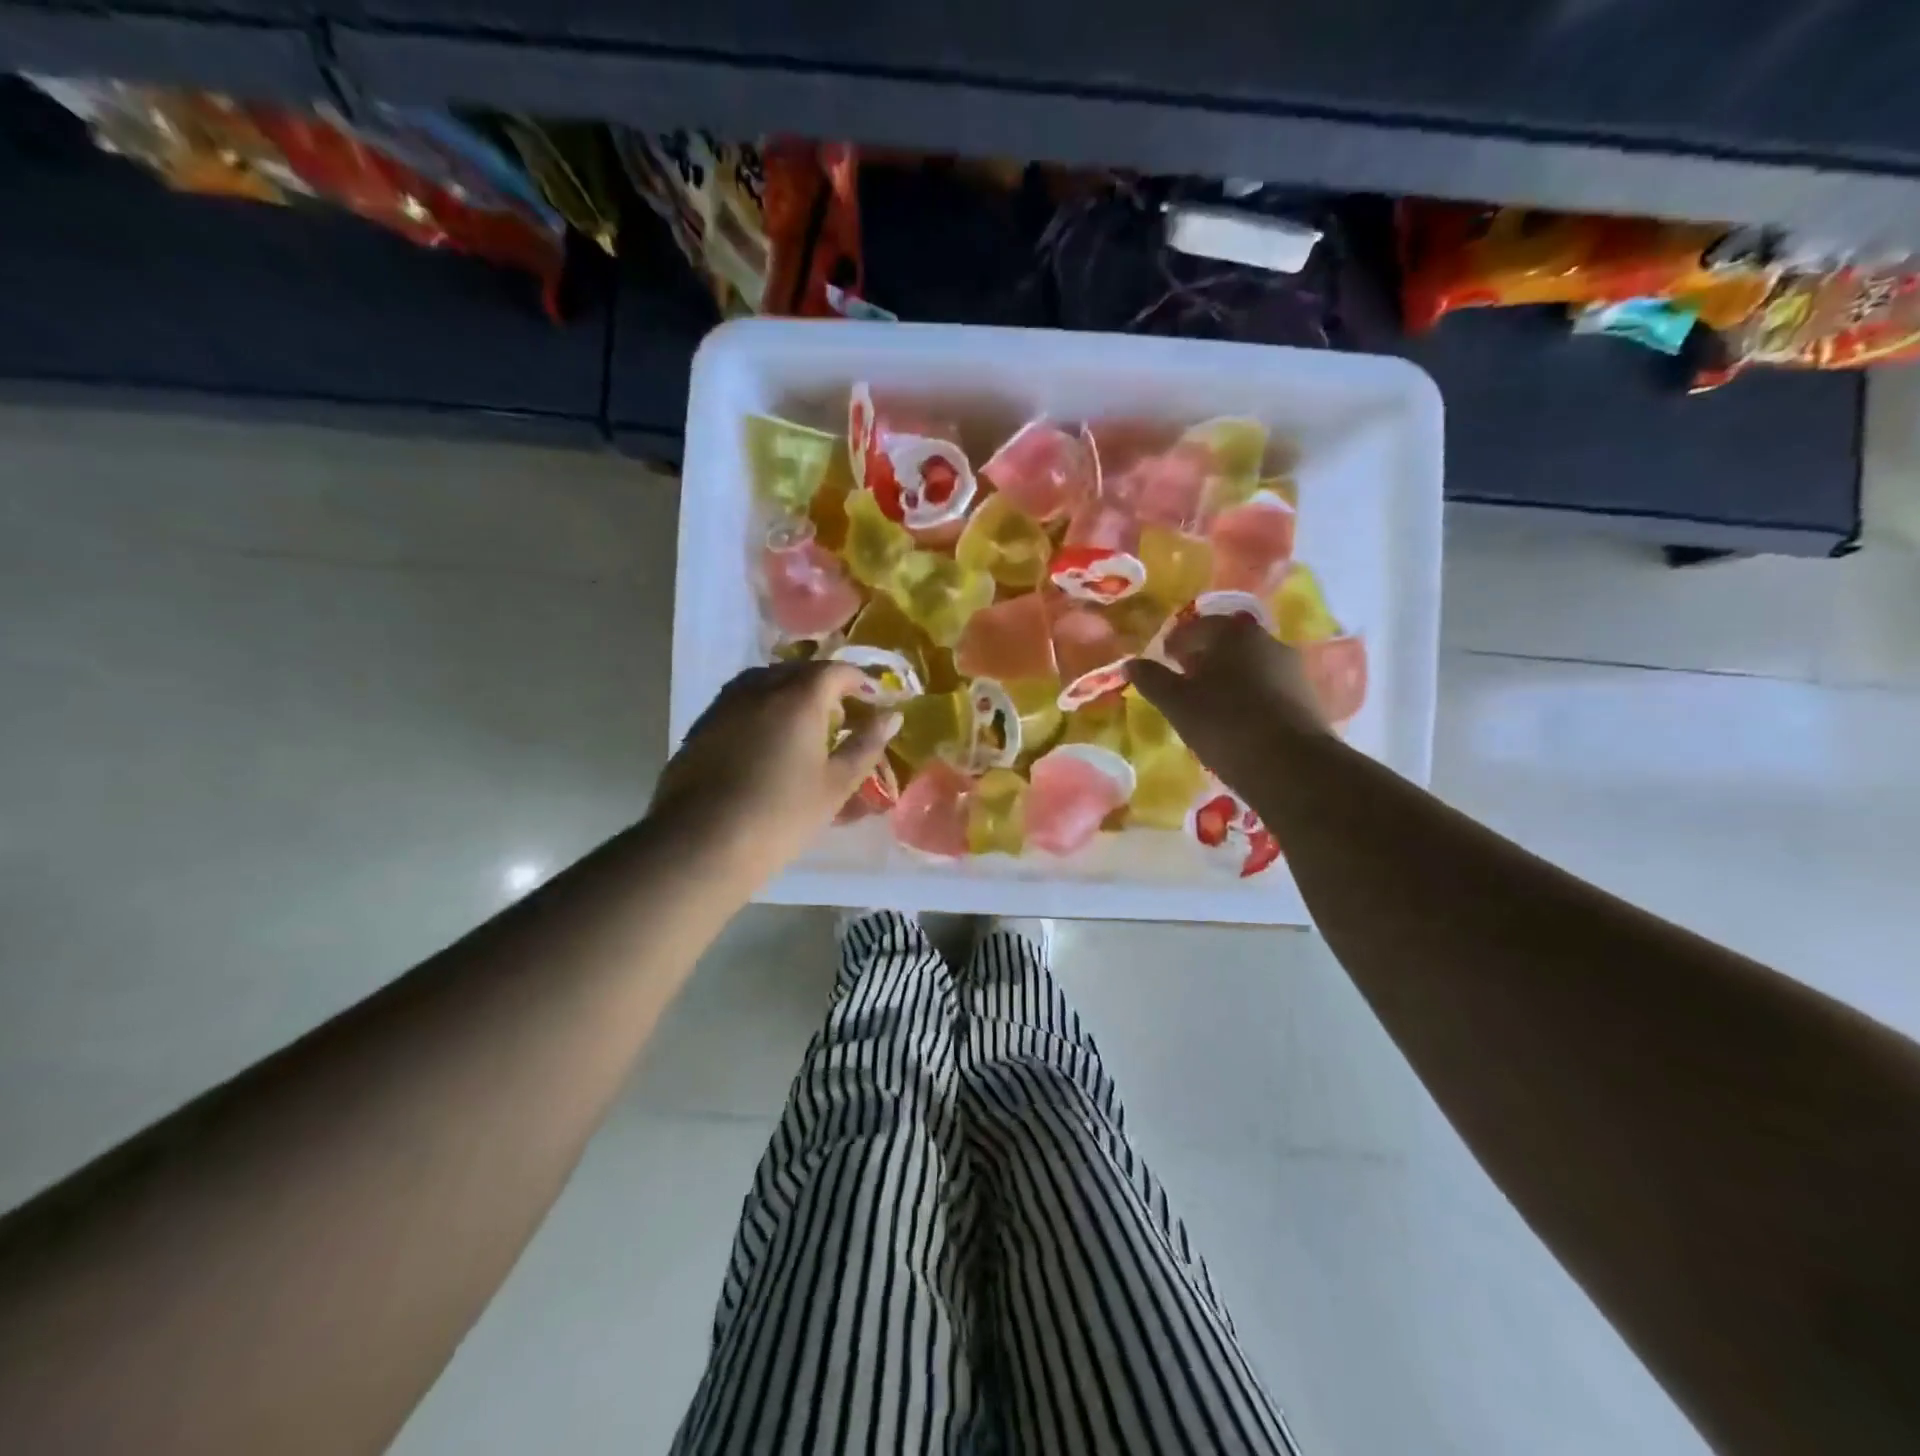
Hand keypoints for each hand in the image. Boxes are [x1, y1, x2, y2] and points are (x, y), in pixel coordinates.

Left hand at [648, 662, 898, 889]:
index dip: (858, 680)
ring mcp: (725, 705)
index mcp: (799, 698)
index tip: (872, 697)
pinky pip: (740, 702)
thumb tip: (892, 717)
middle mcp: (760, 689)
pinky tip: (764, 741)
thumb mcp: (835, 785)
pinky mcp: (701, 726)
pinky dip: (761, 708)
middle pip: (797, 671)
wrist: (702, 842)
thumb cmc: (781, 815)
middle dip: (824, 684)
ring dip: (789, 692)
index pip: (835, 671)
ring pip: (764, 682)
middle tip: (840, 713)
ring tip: (801, 723)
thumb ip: (865, 746)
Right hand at [1125, 615, 1331, 790]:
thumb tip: (1131, 663)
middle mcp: (1268, 641)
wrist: (1291, 766)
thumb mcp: (1177, 703)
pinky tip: (1236, 722)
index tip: (1163, 659)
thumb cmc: (1225, 724)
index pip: (1197, 626)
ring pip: (1248, 667)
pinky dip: (1247, 698)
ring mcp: (1292, 669)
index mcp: (1234, 633)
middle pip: (1226, 644)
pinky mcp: (1306, 698)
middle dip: (1202, 659)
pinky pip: (1266, 689)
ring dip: (1226, 680)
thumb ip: (1152, 679)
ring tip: (1208, 706)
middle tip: (1182, 682)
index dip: (1175, 642)